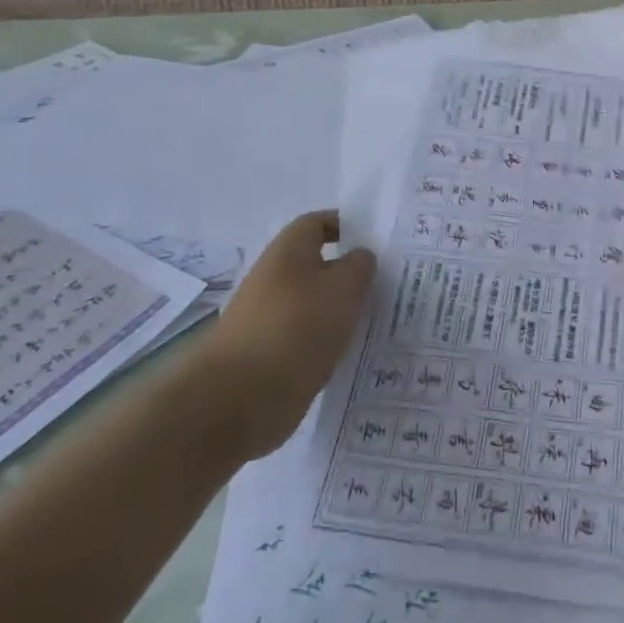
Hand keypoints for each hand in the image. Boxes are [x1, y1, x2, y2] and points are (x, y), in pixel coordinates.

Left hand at [201, 211, 375, 456]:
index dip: (345, 225)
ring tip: (373, 320)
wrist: (238, 400)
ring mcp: (266, 318)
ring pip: (312, 304)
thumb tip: (359, 257)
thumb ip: (360, 266)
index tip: (375, 240)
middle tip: (385, 283)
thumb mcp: (344, 288)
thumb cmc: (297, 327)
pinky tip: (348, 354)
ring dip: (338, 310)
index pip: (317, 223)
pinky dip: (325, 341)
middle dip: (347, 273)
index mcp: (287, 252)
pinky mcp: (266, 355)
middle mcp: (272, 279)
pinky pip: (304, 338)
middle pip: (316, 265)